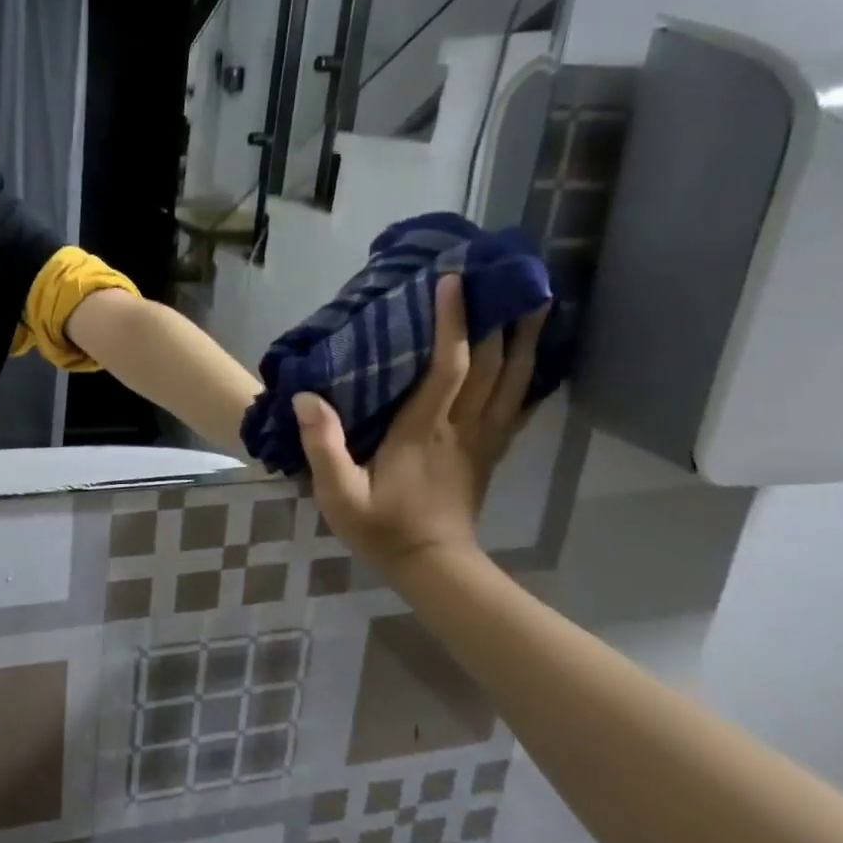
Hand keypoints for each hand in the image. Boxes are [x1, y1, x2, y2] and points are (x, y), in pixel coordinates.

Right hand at [296, 274, 545, 572]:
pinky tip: (535, 356)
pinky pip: (518, 405)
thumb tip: (306, 397)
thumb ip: (323, 445)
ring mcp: (483, 439)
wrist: (431, 566)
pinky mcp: (490, 451)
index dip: (453, 322)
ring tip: (534, 301)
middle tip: (506, 276)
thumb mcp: (339, 494)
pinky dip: (530, 375)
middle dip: (500, 317)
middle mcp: (462, 427)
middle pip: (494, 365)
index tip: (453, 282)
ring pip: (514, 380)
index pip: (447, 366)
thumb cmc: (381, 527)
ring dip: (525, 339)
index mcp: (425, 430)